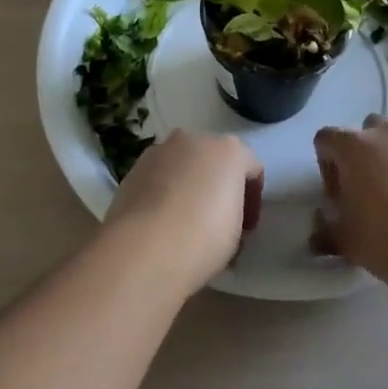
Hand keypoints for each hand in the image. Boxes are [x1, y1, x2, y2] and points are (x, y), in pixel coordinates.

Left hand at [103, 130, 263, 293]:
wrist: (144, 248)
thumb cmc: (203, 239)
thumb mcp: (237, 232)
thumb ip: (235, 212)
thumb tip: (222, 216)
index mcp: (229, 151)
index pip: (252, 168)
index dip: (253, 198)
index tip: (246, 227)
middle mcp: (194, 140)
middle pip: (214, 158)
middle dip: (218, 184)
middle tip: (218, 219)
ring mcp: (160, 150)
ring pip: (182, 163)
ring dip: (188, 183)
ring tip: (185, 219)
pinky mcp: (134, 167)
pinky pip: (158, 175)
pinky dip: (163, 190)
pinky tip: (161, 219)